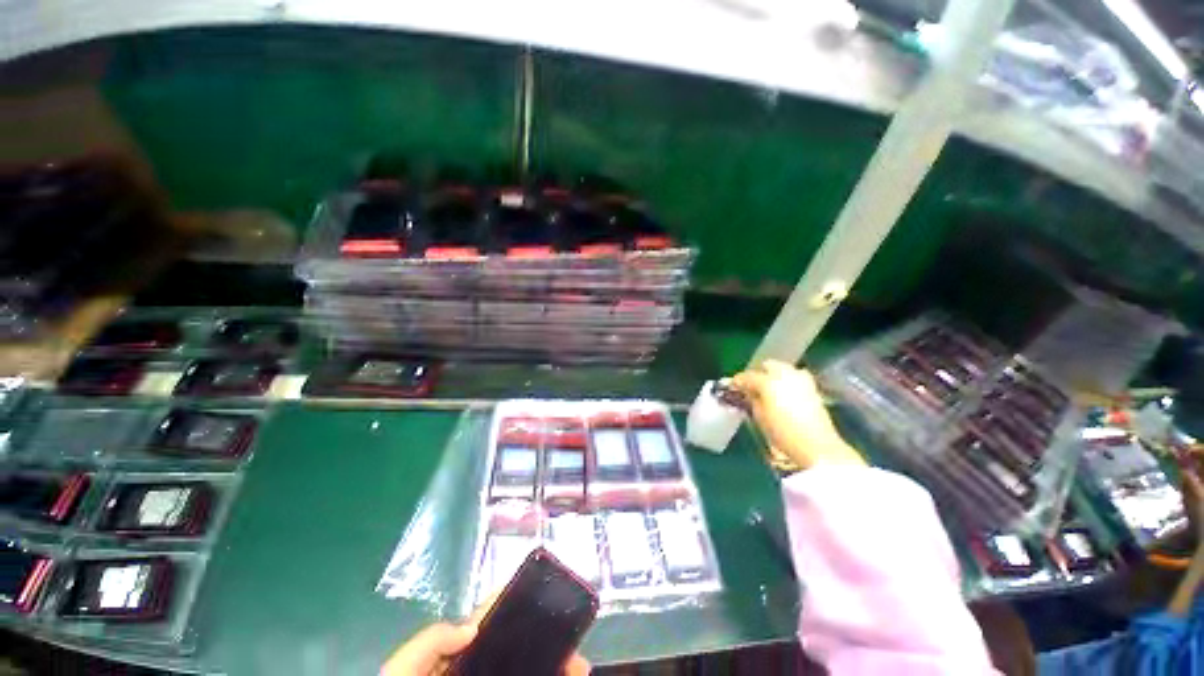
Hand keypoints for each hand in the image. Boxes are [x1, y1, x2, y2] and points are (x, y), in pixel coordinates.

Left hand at [381, 596, 590, 675]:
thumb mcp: (403, 669)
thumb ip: (430, 641)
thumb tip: (471, 626)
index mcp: (453, 657)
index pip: (486, 623)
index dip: (512, 603)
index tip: (541, 591)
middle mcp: (475, 671)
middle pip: (515, 649)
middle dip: (545, 639)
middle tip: (573, 642)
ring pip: (527, 671)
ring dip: (555, 665)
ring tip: (579, 666)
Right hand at [733, 360, 863, 470]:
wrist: (817, 446)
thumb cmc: (783, 433)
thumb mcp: (759, 417)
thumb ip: (751, 399)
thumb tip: (747, 392)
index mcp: (768, 381)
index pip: (747, 376)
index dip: (738, 382)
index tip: (732, 387)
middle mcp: (785, 374)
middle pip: (768, 365)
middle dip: (758, 373)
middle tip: (751, 387)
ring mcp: (801, 379)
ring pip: (783, 368)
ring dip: (774, 375)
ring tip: (768, 389)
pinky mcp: (813, 387)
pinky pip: (794, 376)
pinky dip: (786, 381)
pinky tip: (782, 394)